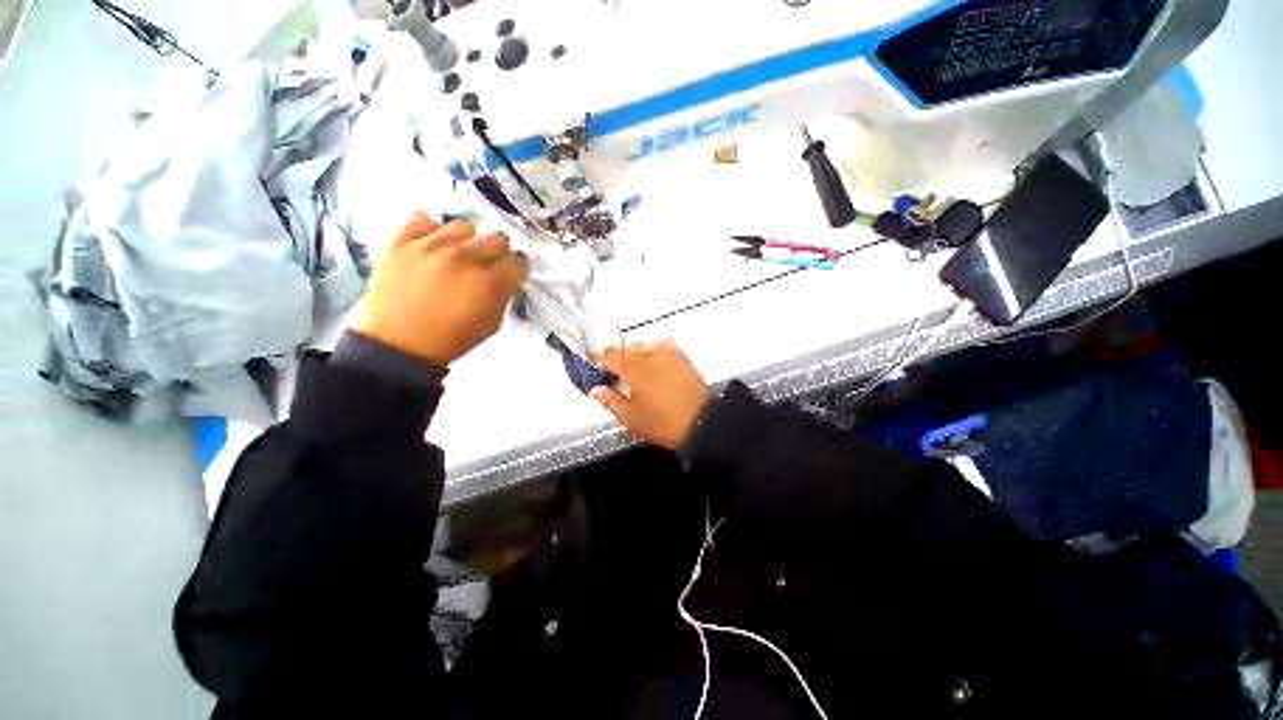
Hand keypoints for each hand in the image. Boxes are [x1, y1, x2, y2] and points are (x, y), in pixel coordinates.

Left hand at [355, 213, 529, 365]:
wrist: (398, 344)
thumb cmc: (451, 338)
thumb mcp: (492, 324)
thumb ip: (503, 297)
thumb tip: (505, 280)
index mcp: (490, 283)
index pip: (519, 261)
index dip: (518, 267)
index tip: (512, 272)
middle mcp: (466, 258)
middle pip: (497, 238)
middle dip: (499, 252)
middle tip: (488, 264)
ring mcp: (432, 246)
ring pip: (464, 226)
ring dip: (468, 240)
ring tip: (458, 254)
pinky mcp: (402, 241)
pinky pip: (423, 219)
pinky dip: (430, 230)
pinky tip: (431, 245)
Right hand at [590, 340, 711, 450]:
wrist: (700, 425)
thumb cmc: (666, 423)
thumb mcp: (630, 417)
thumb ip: (610, 401)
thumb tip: (597, 391)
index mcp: (634, 369)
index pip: (610, 355)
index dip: (601, 361)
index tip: (600, 369)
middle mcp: (651, 357)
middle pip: (627, 349)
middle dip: (618, 360)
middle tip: (615, 375)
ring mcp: (669, 356)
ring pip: (645, 346)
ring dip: (636, 355)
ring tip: (635, 370)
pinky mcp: (682, 359)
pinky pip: (664, 346)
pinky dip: (655, 351)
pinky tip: (655, 362)